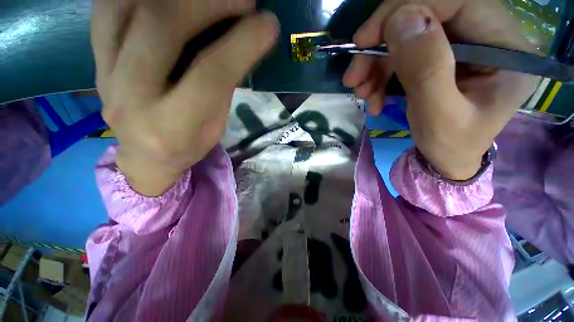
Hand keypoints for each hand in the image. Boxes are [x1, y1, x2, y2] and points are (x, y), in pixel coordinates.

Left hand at [92, 0, 278, 195]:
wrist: (146, 157)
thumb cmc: (189, 145)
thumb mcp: (215, 126)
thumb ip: (223, 85)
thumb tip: (241, 40)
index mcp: (174, 126)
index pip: (210, 75)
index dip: (242, 43)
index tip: (268, 24)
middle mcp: (132, 98)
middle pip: (162, 27)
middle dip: (208, 2)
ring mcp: (104, 75)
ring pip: (127, 6)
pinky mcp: (93, 60)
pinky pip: (106, 7)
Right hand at [343, 0, 538, 179]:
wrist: (447, 158)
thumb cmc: (451, 145)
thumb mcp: (440, 116)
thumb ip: (427, 69)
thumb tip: (401, 19)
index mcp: (505, 46)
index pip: (456, 1)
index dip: (406, 9)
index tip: (365, 39)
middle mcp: (486, 35)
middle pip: (426, 14)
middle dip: (382, 43)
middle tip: (354, 75)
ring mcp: (460, 44)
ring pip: (407, 34)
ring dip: (376, 63)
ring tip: (361, 92)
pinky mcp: (439, 56)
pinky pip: (402, 52)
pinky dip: (380, 73)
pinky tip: (371, 95)